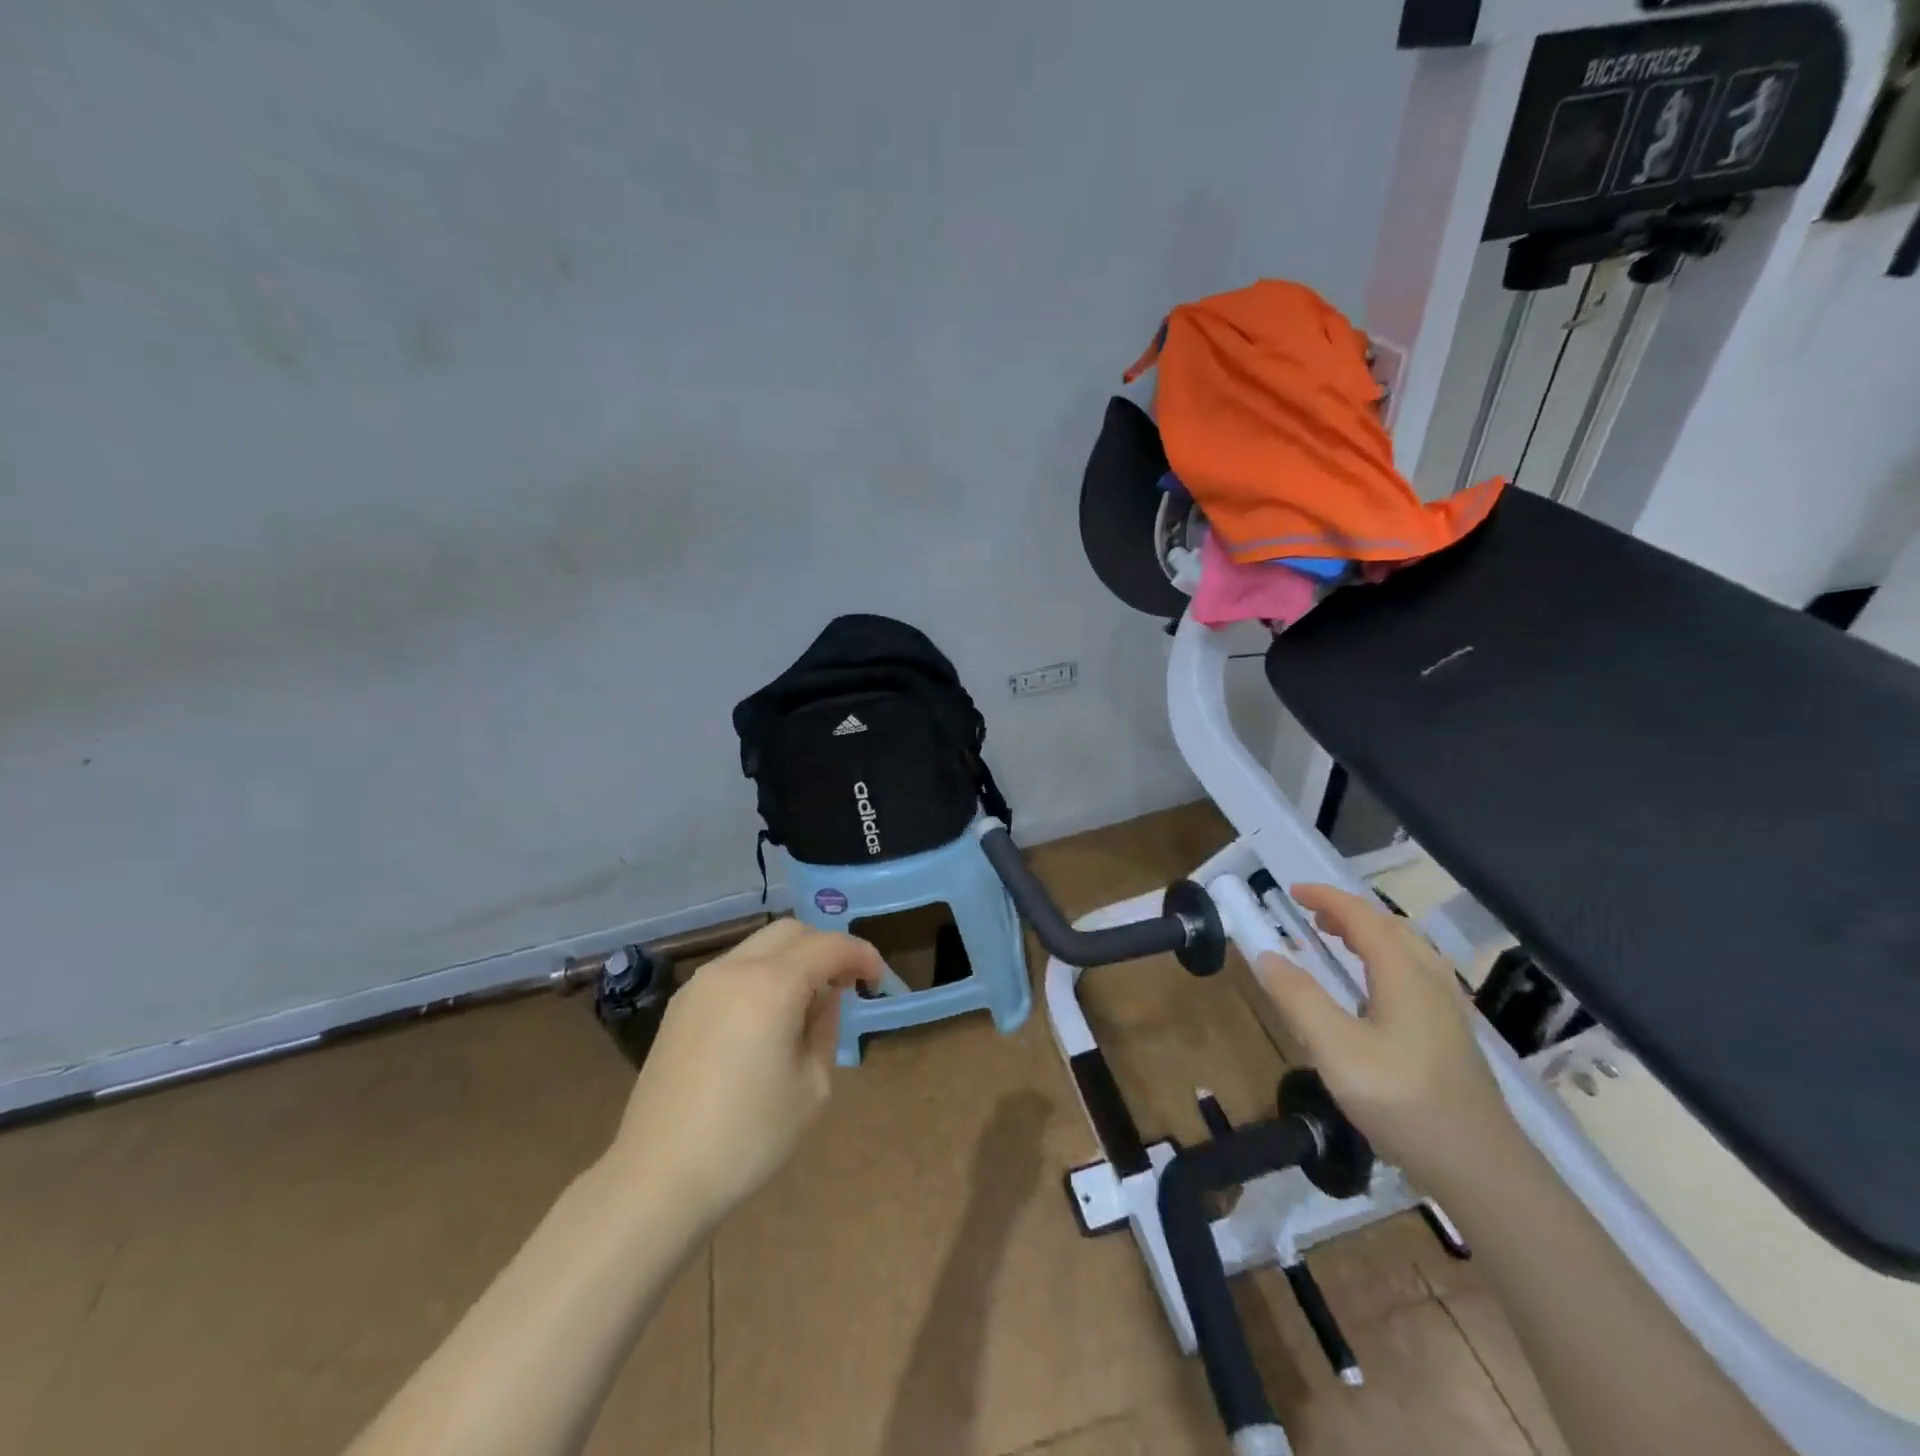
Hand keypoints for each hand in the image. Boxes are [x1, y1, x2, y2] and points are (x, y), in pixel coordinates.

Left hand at [605, 919, 882, 1224]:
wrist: (657, 1178)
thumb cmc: (747, 1137)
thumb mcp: (812, 1086)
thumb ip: (826, 1026)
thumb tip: (824, 997)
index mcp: (770, 985)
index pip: (828, 946)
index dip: (861, 955)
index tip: (878, 979)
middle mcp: (734, 969)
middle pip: (791, 931)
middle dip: (826, 947)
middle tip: (845, 984)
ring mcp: (701, 983)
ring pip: (760, 946)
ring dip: (793, 959)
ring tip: (808, 1001)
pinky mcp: (681, 1005)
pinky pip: (734, 969)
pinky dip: (763, 974)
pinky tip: (768, 1016)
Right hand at [1253, 884, 1516, 1192]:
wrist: (1481, 1168)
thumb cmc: (1403, 1101)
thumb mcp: (1336, 1049)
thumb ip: (1298, 998)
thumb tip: (1267, 955)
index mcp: (1404, 973)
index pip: (1362, 916)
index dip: (1326, 898)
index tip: (1291, 892)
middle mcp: (1431, 980)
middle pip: (1389, 927)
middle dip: (1347, 912)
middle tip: (1310, 917)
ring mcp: (1447, 1008)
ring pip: (1407, 950)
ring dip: (1367, 934)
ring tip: (1336, 942)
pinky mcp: (1451, 1034)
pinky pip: (1414, 973)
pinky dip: (1383, 960)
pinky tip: (1371, 991)